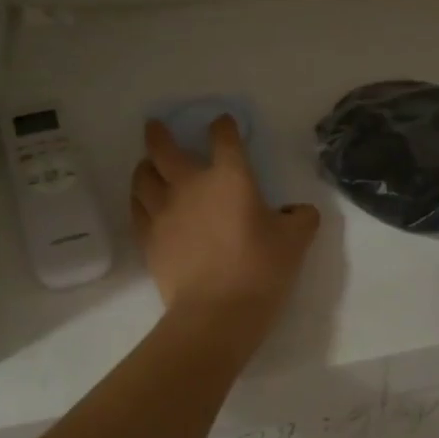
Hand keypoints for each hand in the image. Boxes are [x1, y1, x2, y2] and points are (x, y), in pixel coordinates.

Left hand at [130, 117, 319, 359]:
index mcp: (230, 177)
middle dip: (159, 134)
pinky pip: (137, 208)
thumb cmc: (260, 269)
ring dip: (145, 166)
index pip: (224, 138)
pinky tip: (143, 201)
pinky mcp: (149, 238)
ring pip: (143, 177)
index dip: (224, 127)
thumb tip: (300, 211)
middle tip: (155, 126)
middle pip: (165, 149)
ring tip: (147, 164)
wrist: (216, 313)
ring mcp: (164, 212)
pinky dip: (139, 198)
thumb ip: (301, 218)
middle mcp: (191, 185)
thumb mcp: (296, 241)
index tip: (223, 124)